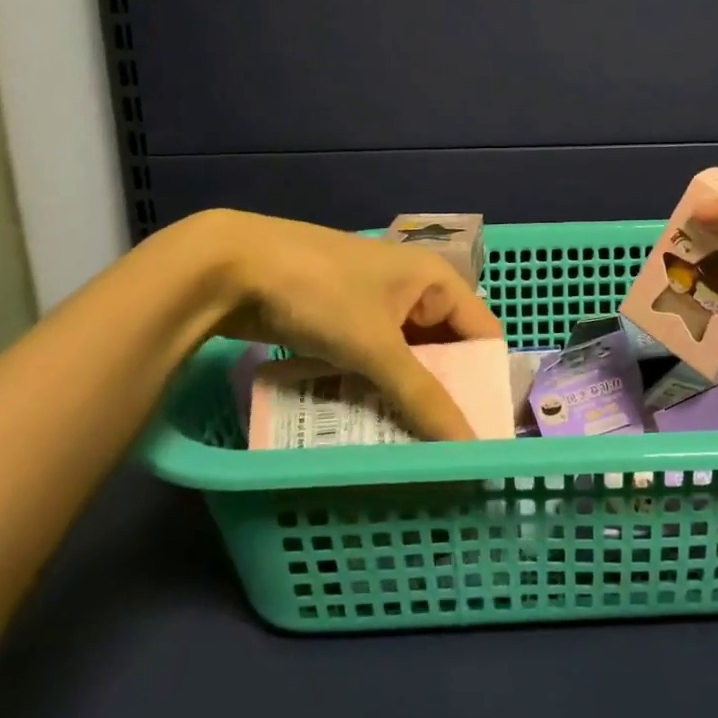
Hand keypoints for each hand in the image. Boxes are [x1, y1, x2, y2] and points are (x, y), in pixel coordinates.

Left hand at [208, 213, 504, 440]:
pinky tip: (374, 423)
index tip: (486, 431)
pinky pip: (374, 360)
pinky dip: (376, 389)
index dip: (487, 380)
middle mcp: (412, 290)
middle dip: (445, 394)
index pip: (482, 334)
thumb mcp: (376, 346)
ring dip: (408, 396)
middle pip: (445, 349)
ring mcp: (374, 305)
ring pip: (407, 359)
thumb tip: (469, 448)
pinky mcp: (342, 321)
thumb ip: (423, 397)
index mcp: (435, 280)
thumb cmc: (320, 294)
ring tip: (415, 446)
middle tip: (450, 449)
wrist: (229, 268)